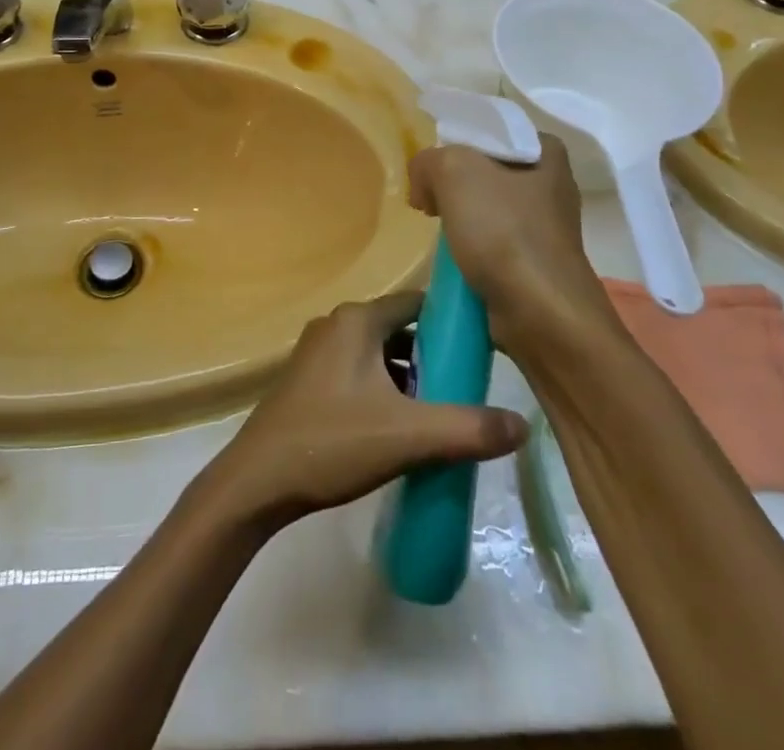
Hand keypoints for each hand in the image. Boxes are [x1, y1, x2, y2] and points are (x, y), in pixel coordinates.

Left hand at [206, 292, 526, 528]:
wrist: (260, 480)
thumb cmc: (333, 443)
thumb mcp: (409, 436)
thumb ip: (468, 428)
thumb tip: (523, 425)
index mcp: (357, 321)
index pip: (417, 303)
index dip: (451, 322)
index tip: (484, 349)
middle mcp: (336, 325)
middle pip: (399, 330)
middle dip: (433, 356)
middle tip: (468, 390)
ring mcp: (318, 352)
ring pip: (379, 354)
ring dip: (409, 377)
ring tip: (440, 412)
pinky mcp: (309, 380)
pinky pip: (359, 372)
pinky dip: (384, 389)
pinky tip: (400, 427)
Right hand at [407, 136, 618, 350]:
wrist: (541, 313)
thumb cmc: (504, 232)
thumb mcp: (453, 171)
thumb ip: (428, 161)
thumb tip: (424, 186)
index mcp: (547, 152)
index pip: (491, 130)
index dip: (456, 143)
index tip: (433, 167)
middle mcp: (553, 185)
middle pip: (487, 170)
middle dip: (453, 183)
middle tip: (429, 198)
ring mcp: (548, 228)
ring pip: (488, 208)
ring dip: (460, 218)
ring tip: (438, 229)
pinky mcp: (536, 263)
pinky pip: (492, 242)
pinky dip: (471, 248)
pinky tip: (454, 258)